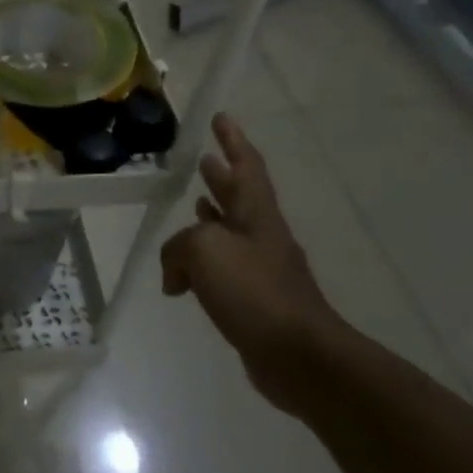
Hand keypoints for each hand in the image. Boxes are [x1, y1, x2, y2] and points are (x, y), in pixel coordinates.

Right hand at [160, 114, 342, 408]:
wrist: (297, 354)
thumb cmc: (253, 291)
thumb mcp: (203, 252)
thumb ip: (178, 248)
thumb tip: (175, 274)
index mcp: (256, 214)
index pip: (245, 166)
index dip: (233, 141)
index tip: (222, 117)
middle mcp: (261, 234)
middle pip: (239, 195)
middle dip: (221, 174)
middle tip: (203, 157)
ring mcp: (261, 267)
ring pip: (229, 230)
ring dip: (212, 213)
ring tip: (194, 200)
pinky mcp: (254, 297)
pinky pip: (222, 266)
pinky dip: (203, 258)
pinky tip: (186, 268)